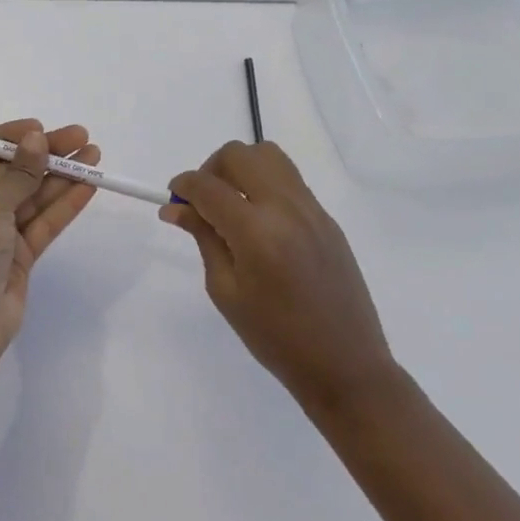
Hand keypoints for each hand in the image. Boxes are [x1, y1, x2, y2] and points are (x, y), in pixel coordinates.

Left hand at [0, 120, 99, 374]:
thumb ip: (18, 171)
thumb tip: (37, 139)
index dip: (13, 137)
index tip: (42, 129)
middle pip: (14, 170)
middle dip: (47, 154)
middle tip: (82, 137)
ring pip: (34, 195)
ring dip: (62, 176)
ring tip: (95, 156)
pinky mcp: (19, 255)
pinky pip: (44, 221)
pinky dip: (65, 204)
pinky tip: (89, 186)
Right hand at [165, 141, 395, 414]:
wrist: (346, 366)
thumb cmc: (276, 339)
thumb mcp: (226, 291)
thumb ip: (203, 238)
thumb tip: (175, 209)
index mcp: (256, 232)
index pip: (208, 186)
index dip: (183, 185)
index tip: (173, 199)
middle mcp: (285, 208)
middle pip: (239, 155)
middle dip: (211, 169)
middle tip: (203, 201)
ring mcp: (311, 208)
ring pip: (268, 155)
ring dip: (241, 168)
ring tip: (232, 202)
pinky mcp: (327, 217)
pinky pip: (289, 179)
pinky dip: (265, 184)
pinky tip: (260, 220)